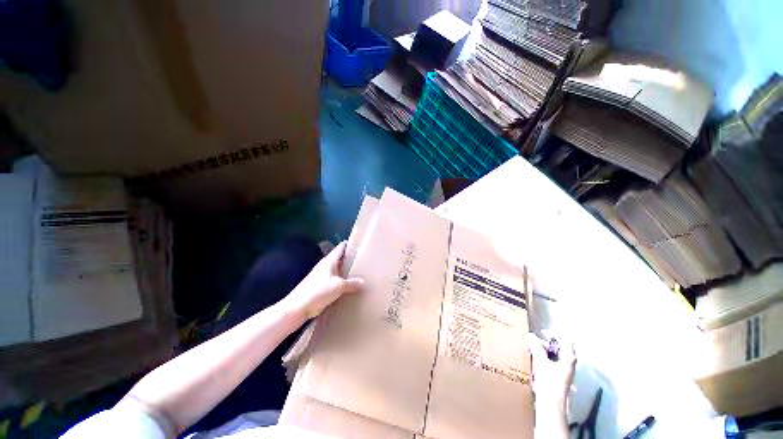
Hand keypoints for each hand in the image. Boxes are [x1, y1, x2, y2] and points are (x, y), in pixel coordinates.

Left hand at [279, 241, 363, 320]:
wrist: (298, 307)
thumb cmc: (319, 291)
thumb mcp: (339, 286)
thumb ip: (352, 283)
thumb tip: (363, 282)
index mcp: (329, 260)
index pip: (341, 247)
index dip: (350, 244)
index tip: (360, 244)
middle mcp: (325, 265)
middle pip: (340, 258)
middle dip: (350, 258)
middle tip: (364, 260)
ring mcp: (321, 275)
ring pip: (337, 269)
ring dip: (346, 270)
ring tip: (359, 272)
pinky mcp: (320, 286)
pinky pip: (334, 279)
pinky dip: (341, 280)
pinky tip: (348, 285)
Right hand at [528, 332, 575, 408]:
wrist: (550, 403)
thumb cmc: (549, 381)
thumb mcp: (541, 361)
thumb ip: (536, 347)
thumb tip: (531, 335)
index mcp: (569, 358)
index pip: (565, 339)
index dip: (553, 334)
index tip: (541, 332)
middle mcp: (569, 363)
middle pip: (559, 347)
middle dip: (545, 343)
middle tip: (533, 341)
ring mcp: (564, 370)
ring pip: (554, 355)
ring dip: (543, 350)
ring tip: (531, 349)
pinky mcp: (558, 376)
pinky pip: (551, 362)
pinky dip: (543, 358)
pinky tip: (534, 359)